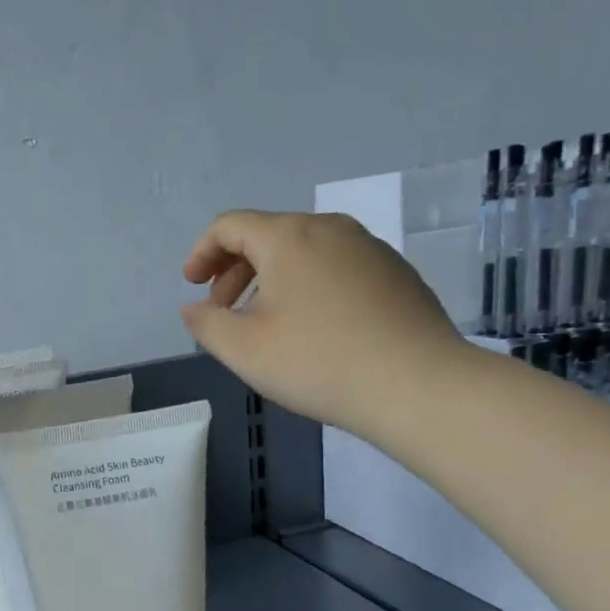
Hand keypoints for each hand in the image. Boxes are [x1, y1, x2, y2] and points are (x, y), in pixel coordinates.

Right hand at [180, 210, 465, 438]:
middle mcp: (330, 228)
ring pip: (303, 251)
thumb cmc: (317, 361)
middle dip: (234, 269)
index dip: (201, 252)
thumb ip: (205, 323)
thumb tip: (192, 307)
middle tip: (222, 311)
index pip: (230, 225)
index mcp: (289, 237)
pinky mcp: (395, 273)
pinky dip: (307, 286)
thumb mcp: (242, 349)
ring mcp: (369, 248)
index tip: (192, 287)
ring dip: (270, 280)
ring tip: (264, 323)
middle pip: (267, 234)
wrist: (417, 384)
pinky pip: (335, 267)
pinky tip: (312, 329)